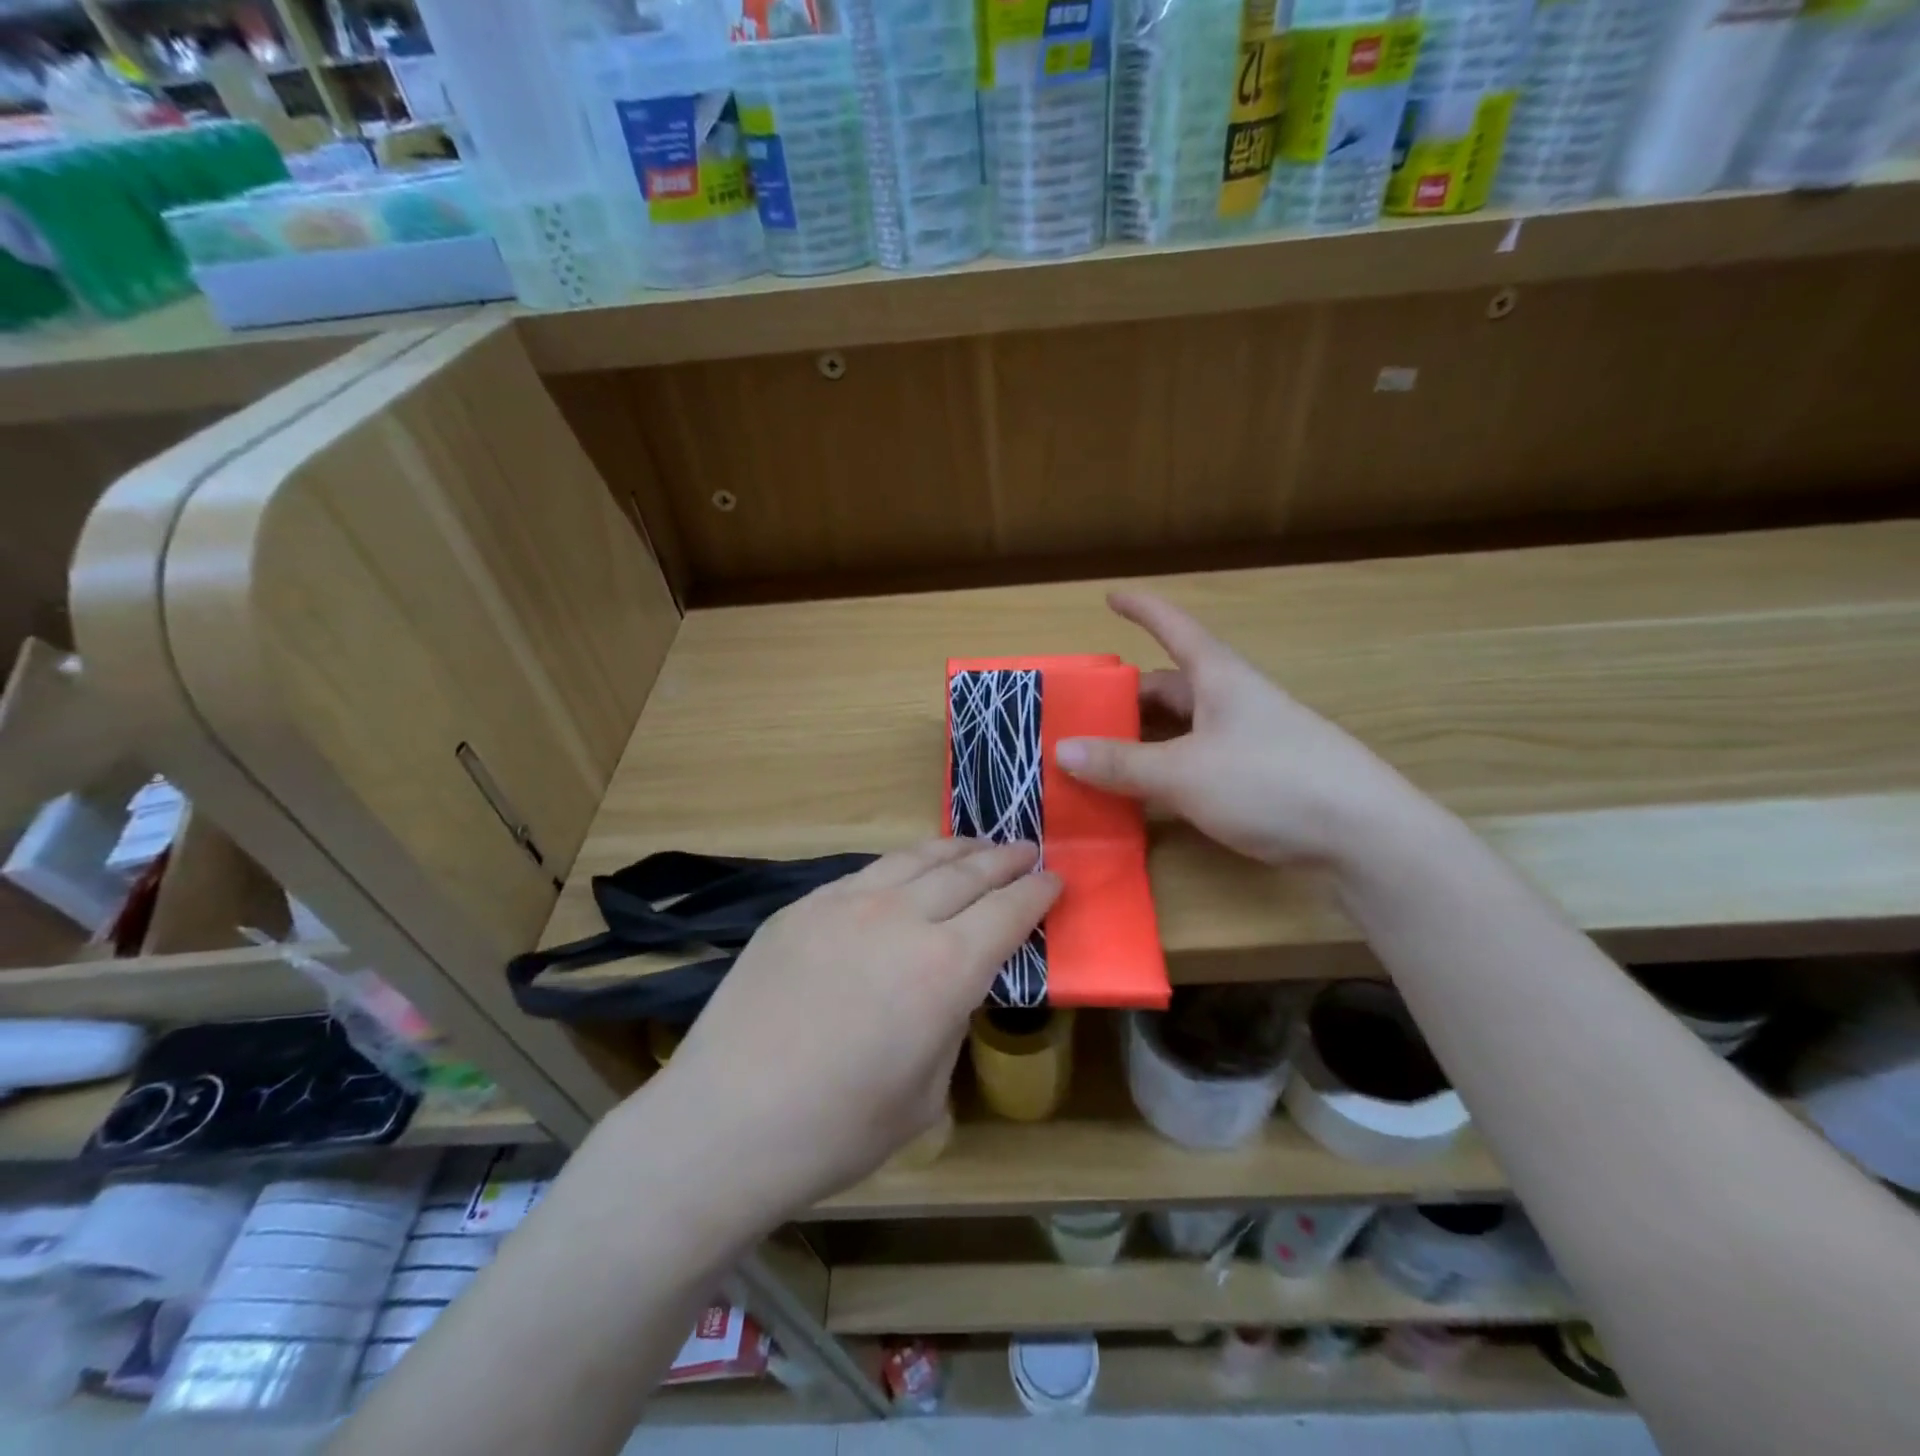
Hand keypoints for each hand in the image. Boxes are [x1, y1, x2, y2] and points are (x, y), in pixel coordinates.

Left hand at [649, 840, 1058, 1220]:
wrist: (726, 1121)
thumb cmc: (837, 1129)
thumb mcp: (926, 1094)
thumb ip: (948, 1026)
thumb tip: (946, 991)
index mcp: (946, 968)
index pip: (1008, 911)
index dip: (1038, 892)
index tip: (1055, 879)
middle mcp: (902, 918)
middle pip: (967, 872)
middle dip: (1005, 858)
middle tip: (1028, 849)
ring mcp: (846, 903)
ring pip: (915, 858)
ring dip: (956, 848)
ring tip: (977, 844)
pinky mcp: (802, 906)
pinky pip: (866, 872)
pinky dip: (901, 866)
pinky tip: (905, 872)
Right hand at [1055, 591, 1420, 868]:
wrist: (1366, 835)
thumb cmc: (1271, 782)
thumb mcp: (1184, 773)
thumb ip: (1122, 763)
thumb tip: (1062, 749)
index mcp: (1220, 679)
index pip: (1174, 629)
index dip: (1142, 610)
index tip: (1111, 597)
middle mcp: (1235, 701)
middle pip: (1172, 687)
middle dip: (1128, 698)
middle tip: (1083, 716)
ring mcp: (1251, 740)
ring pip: (1184, 729)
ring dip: (1144, 739)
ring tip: (1101, 758)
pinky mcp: (1262, 777)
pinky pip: (1199, 761)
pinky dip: (1167, 770)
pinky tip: (1146, 794)